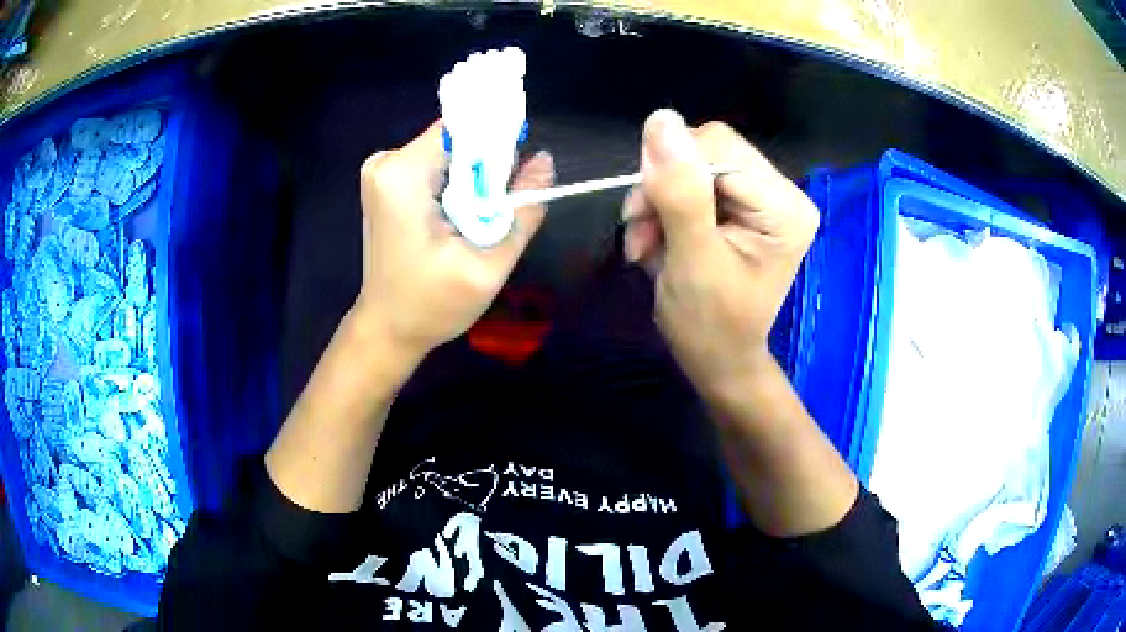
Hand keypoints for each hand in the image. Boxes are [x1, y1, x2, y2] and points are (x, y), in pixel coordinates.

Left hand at [354, 121, 554, 360]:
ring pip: (449, 153)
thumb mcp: (487, 265)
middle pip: (456, 140)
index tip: (518, 174)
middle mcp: (386, 161)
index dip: (498, 145)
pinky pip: (435, 167)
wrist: (388, 328)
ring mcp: (382, 170)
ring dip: (473, 179)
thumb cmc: (432, 305)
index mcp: (403, 174)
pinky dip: (456, 185)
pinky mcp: (386, 182)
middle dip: (487, 167)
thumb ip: (522, 211)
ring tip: (479, 220)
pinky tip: (460, 218)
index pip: (464, 130)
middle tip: (501, 206)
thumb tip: (545, 161)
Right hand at [622, 110, 818, 396]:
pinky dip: (662, 208)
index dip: (670, 171)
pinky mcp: (741, 204)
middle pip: (705, 150)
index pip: (718, 146)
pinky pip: (689, 182)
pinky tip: (657, 240)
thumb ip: (679, 192)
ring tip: (646, 246)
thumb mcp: (692, 261)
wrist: (718, 361)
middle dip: (661, 190)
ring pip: (690, 164)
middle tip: (642, 236)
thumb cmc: (710, 326)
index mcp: (784, 205)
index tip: (643, 219)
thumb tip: (660, 118)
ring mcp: (761, 196)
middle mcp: (780, 191)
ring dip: (656, 201)